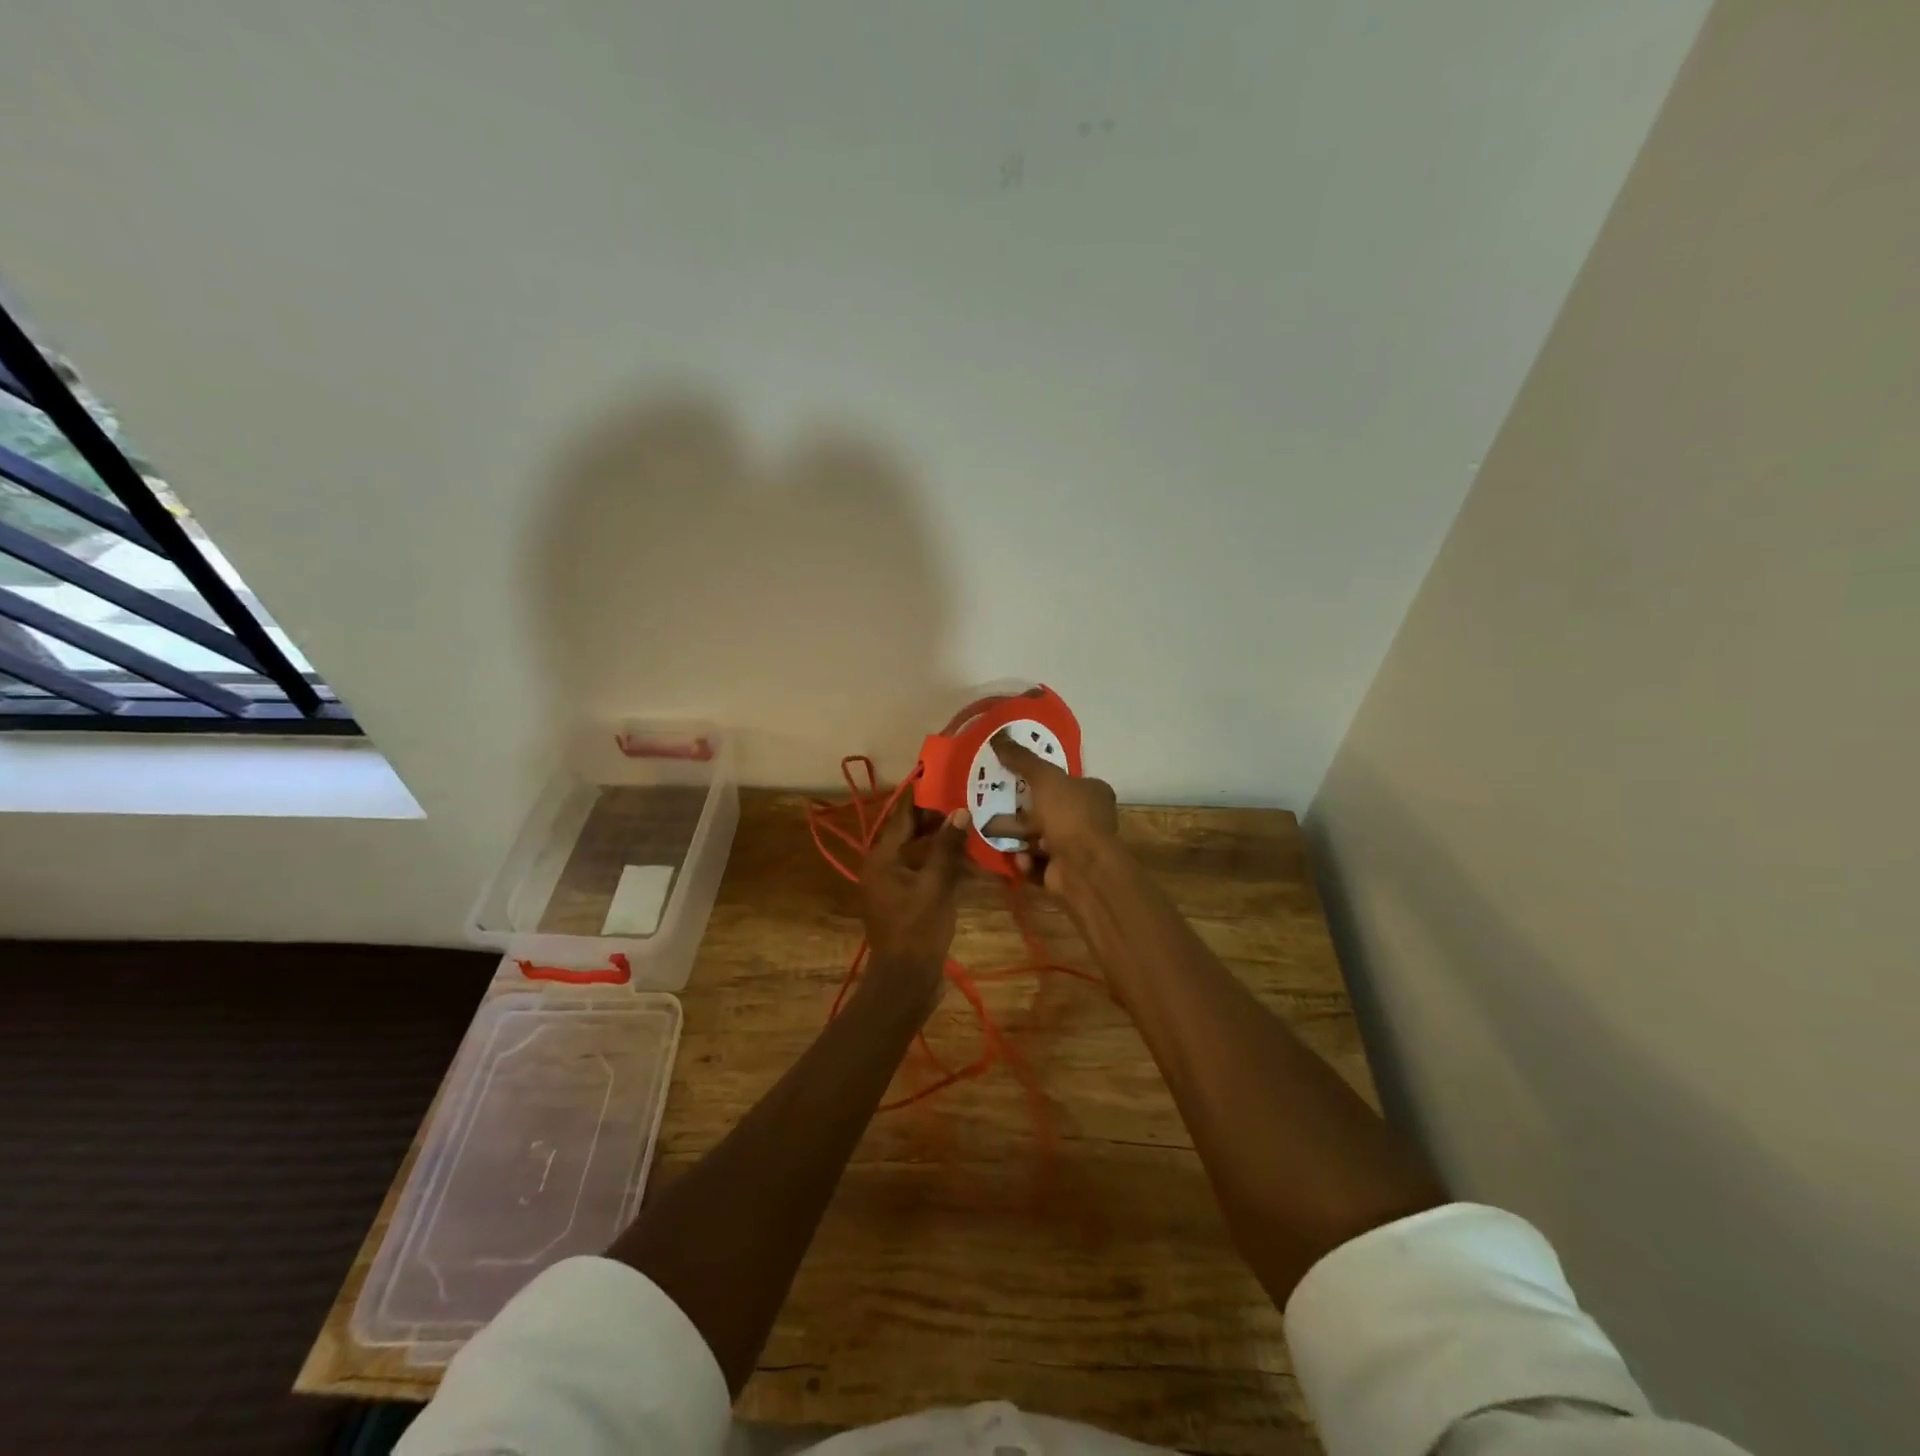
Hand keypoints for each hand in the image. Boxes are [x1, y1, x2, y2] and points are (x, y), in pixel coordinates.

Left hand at [859, 798, 971, 1013]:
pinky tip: (971, 861)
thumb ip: (947, 848)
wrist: (906, 982)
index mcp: (882, 857)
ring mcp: (896, 885)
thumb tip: (960, 811)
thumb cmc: (917, 930)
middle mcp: (884, 866)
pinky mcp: (908, 901)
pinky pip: (926, 872)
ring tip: (975, 826)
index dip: (924, 797)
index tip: (949, 779)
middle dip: (939, 819)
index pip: (903, 815)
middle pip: (911, 832)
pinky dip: (944, 865)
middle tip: (970, 802)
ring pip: (921, 852)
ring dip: (944, 842)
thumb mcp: (936, 885)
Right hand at [982, 730, 1119, 896]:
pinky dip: (1026, 860)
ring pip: (1041, 838)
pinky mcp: (1064, 872)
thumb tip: (999, 736)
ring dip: (1021, 837)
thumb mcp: (1044, 777)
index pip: (1068, 780)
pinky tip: (1018, 856)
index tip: (1017, 777)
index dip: (1043, 778)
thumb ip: (1022, 759)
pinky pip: (1037, 862)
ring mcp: (1078, 848)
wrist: (1081, 868)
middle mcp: (1090, 819)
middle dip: (1025, 810)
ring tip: (996, 830)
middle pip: (1051, 810)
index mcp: (1093, 793)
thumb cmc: (1069, 815)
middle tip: (998, 804)